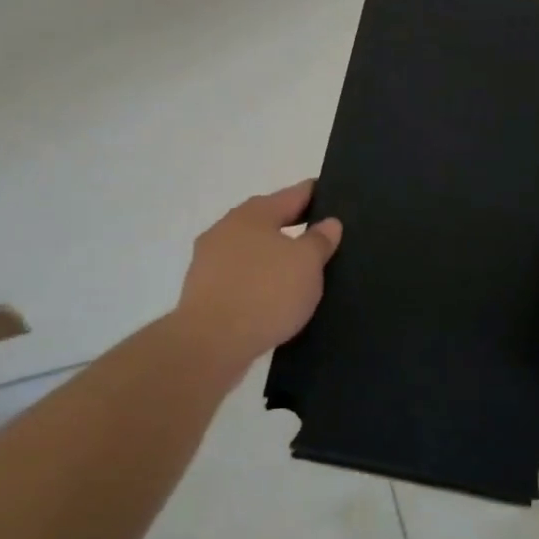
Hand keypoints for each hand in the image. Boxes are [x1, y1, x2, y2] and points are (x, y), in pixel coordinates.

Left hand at [173, 180, 342, 376]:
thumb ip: (320, 240)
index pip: (294, 194)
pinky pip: (240, 277)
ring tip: (300, 271)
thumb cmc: (265, 293)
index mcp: (254, 213)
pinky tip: (273, 297)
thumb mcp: (307, 264)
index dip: (316, 194)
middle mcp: (227, 227)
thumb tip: (329, 222)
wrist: (209, 344)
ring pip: (252, 250)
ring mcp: (209, 260)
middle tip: (323, 237)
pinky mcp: (202, 290)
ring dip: (273, 256)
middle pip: (269, 220)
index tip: (335, 196)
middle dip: (294, 226)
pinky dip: (258, 281)